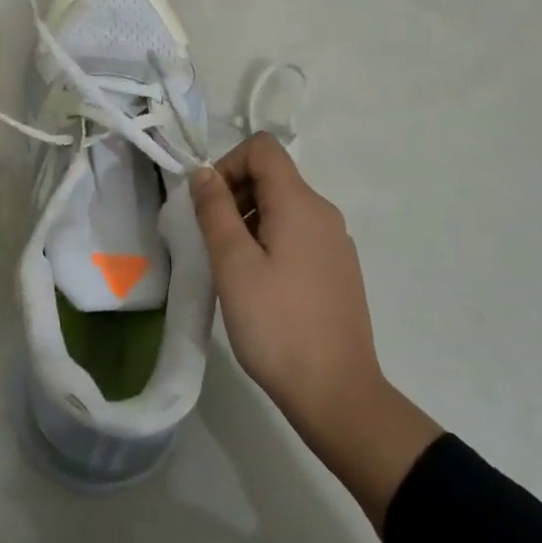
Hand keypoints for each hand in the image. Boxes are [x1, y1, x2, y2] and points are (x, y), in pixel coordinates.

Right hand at [191, 134, 440, 527]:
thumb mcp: (234, 264)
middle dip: (234, 194)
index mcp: (301, 203)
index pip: (262, 149)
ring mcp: (335, 242)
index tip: (207, 206)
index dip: (227, 164)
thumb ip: (215, 210)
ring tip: (230, 267)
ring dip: (249, 220)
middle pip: (272, 176)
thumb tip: (203, 172)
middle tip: (211, 240)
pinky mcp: (338, 269)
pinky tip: (258, 285)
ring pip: (283, 207)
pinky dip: (270, 241)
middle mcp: (324, 213)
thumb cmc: (277, 325)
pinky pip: (297, 234)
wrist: (337, 394)